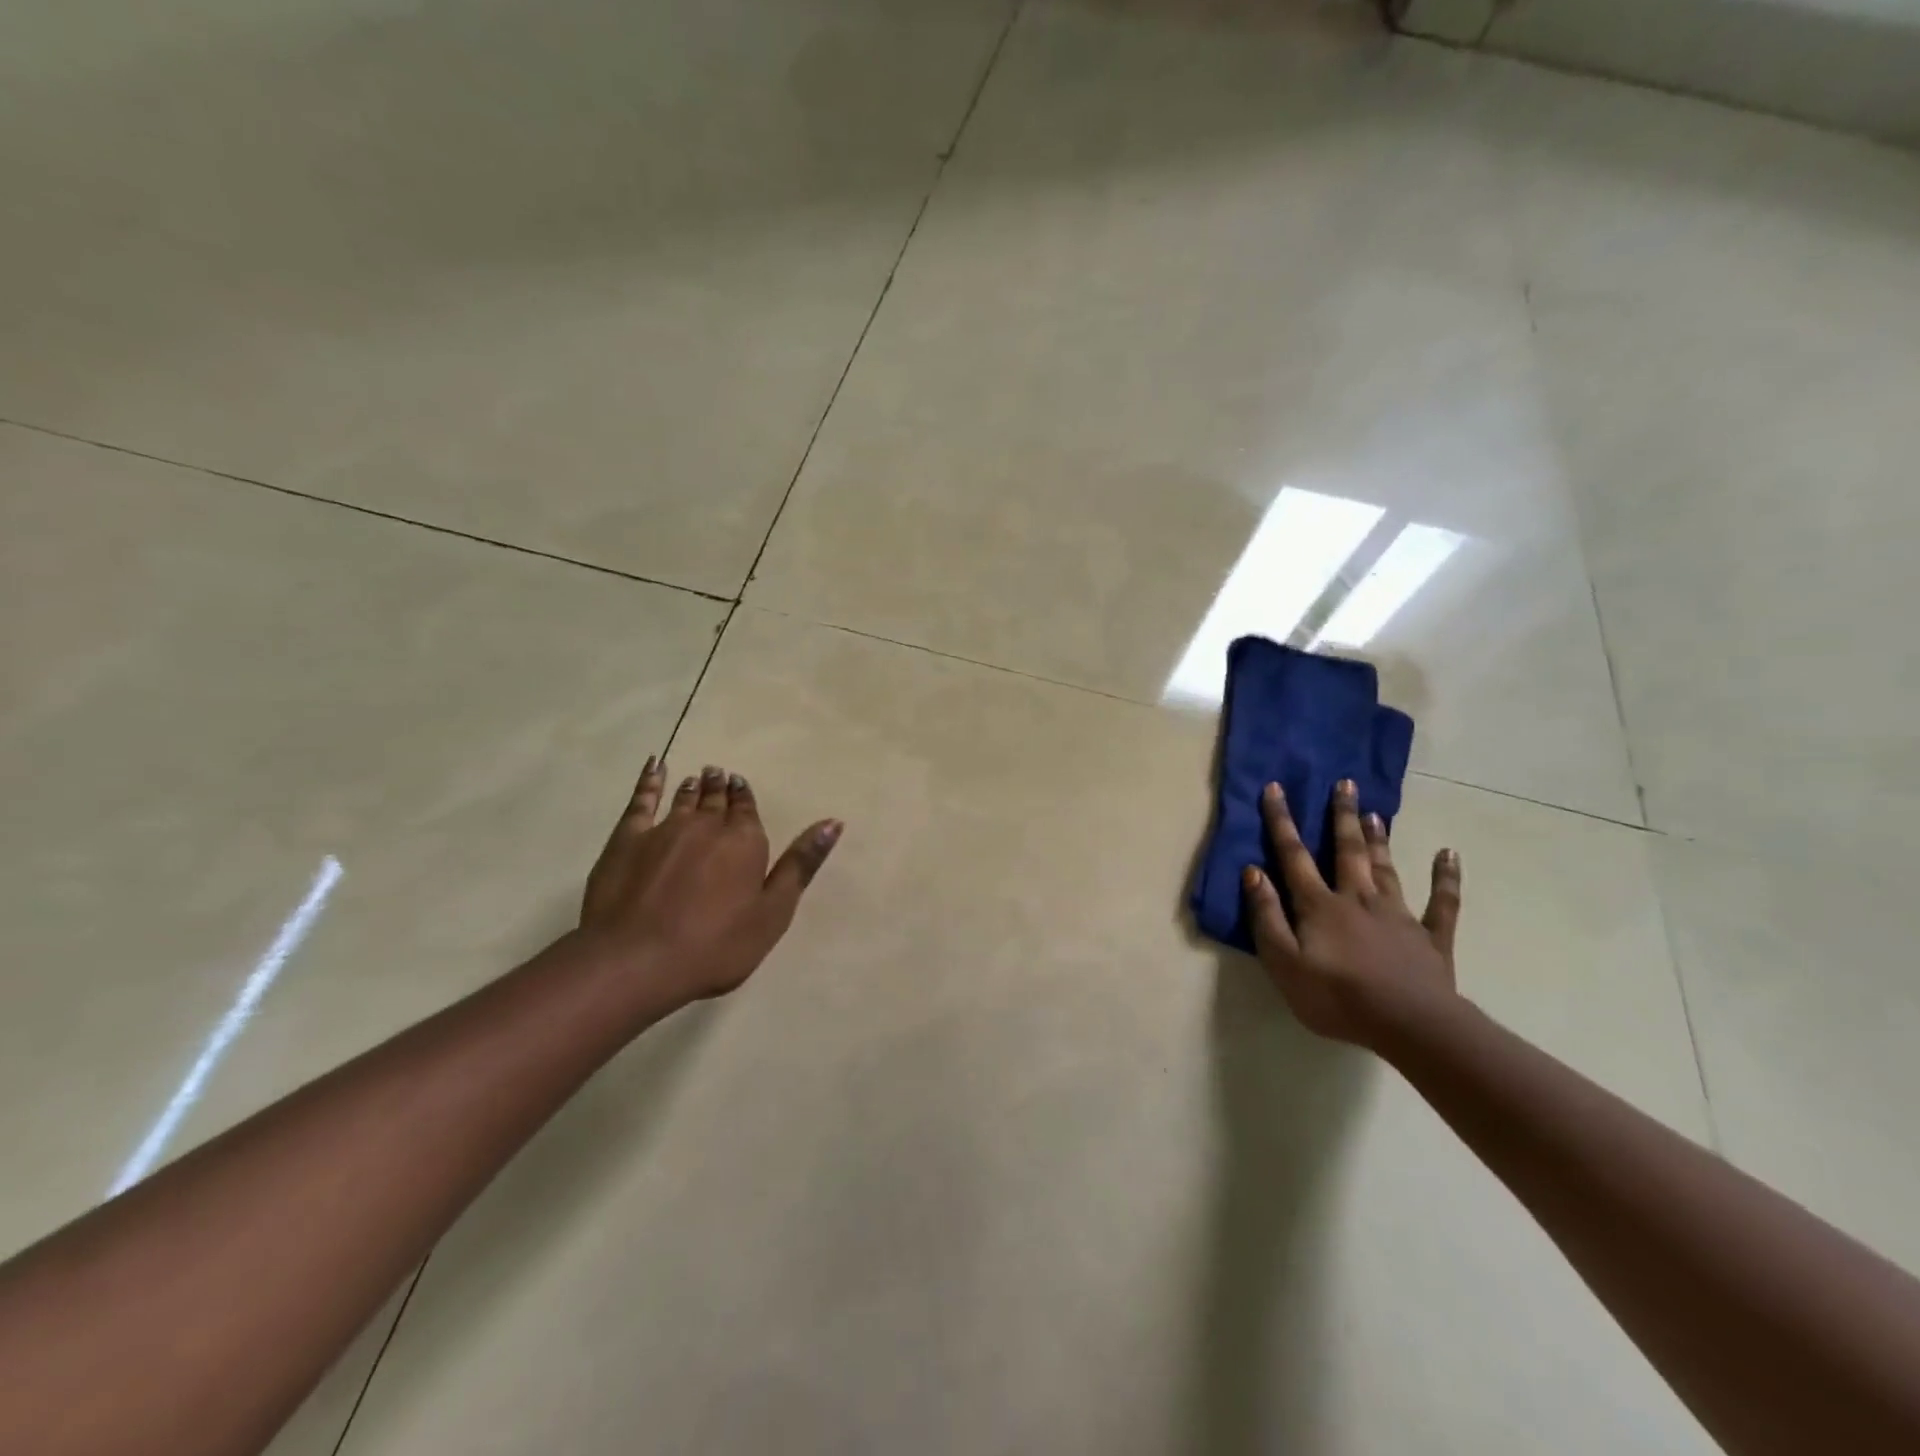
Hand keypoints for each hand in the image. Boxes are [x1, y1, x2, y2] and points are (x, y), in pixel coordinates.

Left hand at [579, 758, 841, 1008]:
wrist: (637, 960)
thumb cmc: (716, 945)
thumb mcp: (774, 912)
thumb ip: (802, 864)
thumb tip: (834, 822)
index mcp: (745, 841)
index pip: (748, 810)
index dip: (745, 797)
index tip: (741, 785)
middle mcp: (708, 825)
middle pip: (716, 800)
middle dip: (720, 787)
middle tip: (718, 774)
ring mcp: (665, 829)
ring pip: (684, 798)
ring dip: (693, 786)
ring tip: (696, 777)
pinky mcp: (627, 839)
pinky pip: (641, 800)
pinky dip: (649, 781)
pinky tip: (653, 767)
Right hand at [1242, 778, 1461, 1049]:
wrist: (1409, 1025)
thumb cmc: (1336, 997)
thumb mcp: (1283, 962)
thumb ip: (1266, 916)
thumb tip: (1253, 871)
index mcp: (1319, 905)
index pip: (1293, 856)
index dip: (1281, 821)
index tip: (1276, 788)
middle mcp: (1357, 898)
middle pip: (1347, 850)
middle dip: (1341, 816)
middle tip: (1344, 783)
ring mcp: (1398, 915)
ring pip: (1386, 868)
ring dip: (1379, 839)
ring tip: (1374, 812)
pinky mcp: (1431, 937)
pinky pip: (1443, 902)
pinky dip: (1446, 877)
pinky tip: (1449, 854)